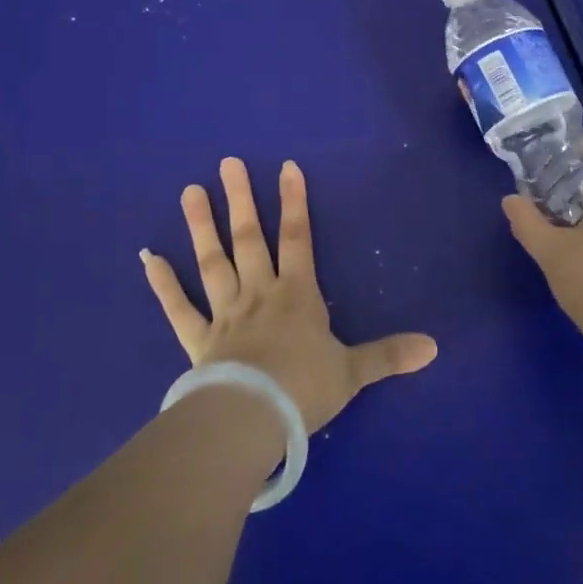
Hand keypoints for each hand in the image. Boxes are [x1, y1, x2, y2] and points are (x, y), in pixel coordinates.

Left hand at [142, 158, 438, 433]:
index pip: (298, 238)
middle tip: (228, 163)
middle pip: (250, 238)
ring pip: (212, 262)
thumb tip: (434, 346)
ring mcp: (225, 315)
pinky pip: (178, 309)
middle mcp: (259, 294)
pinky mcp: (198, 341)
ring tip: (190, 191)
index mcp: (297, 295)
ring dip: (202, 226)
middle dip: (241, 199)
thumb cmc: (305, 390)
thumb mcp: (354, 372)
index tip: (286, 168)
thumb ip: (389, 355)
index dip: (294, 202)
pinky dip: (163, 285)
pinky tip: (148, 258)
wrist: (253, 420)